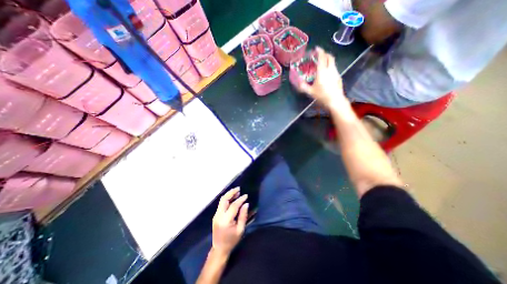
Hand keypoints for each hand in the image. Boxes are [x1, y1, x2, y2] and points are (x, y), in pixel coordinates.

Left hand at [211, 188, 248, 255]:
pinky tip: (232, 198)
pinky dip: (227, 199)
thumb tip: (246, 203)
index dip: (240, 199)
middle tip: (238, 188)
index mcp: (225, 221)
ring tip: (237, 191)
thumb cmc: (231, 241)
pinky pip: (221, 204)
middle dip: (231, 192)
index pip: (233, 206)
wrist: (219, 249)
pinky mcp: (216, 215)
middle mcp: (219, 216)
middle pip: (224, 199)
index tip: (246, 196)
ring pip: (221, 200)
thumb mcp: (240, 230)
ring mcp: (216, 215)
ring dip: (229, 195)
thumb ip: (243, 216)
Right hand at [298, 47, 348, 107]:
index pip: (322, 57)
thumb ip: (303, 86)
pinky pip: (334, 68)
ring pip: (333, 62)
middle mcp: (330, 69)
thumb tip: (297, 81)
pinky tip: (326, 73)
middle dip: (324, 54)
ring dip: (327, 60)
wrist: (335, 101)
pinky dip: (330, 66)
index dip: (319, 51)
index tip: (316, 48)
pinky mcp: (339, 77)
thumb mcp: (310, 92)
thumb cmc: (322, 96)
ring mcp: (336, 73)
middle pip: (329, 57)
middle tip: (319, 55)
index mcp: (322, 72)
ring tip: (322, 64)